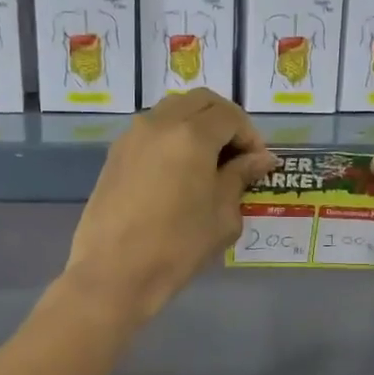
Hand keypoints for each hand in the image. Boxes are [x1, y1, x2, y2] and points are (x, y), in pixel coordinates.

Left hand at [65, 90, 276, 325]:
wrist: (114, 273)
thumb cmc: (177, 247)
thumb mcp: (221, 216)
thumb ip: (240, 178)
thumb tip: (259, 159)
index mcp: (191, 135)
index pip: (230, 116)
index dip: (250, 136)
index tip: (258, 163)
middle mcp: (159, 123)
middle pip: (200, 101)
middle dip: (225, 121)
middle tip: (238, 155)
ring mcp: (132, 136)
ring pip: (173, 110)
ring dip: (197, 125)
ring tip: (210, 162)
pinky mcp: (116, 154)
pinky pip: (152, 130)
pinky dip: (173, 137)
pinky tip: (180, 172)